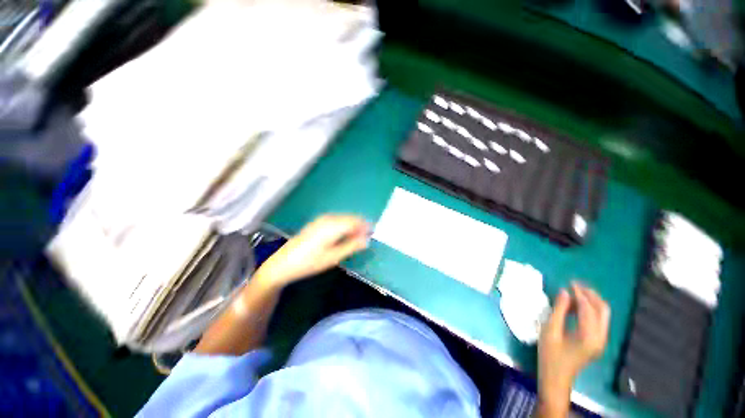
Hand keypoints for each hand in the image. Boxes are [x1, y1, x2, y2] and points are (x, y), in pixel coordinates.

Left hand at [256, 215, 369, 286]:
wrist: (283, 263)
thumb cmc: (309, 262)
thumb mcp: (333, 257)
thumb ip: (351, 246)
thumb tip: (367, 240)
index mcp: (333, 226)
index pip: (355, 221)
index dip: (365, 226)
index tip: (373, 233)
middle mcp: (328, 219)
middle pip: (349, 218)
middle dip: (359, 226)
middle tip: (365, 238)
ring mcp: (321, 219)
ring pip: (343, 218)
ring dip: (352, 226)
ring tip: (356, 238)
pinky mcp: (317, 223)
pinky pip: (336, 220)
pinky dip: (343, 226)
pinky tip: (343, 235)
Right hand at [538, 282, 609, 407]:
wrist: (556, 377)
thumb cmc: (550, 354)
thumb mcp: (551, 330)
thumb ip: (559, 310)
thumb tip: (564, 291)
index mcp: (589, 336)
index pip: (589, 309)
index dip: (579, 294)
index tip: (568, 282)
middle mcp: (601, 337)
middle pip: (603, 310)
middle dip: (590, 295)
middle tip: (574, 285)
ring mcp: (601, 341)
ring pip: (602, 314)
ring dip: (590, 301)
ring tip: (572, 293)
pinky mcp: (597, 342)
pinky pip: (598, 320)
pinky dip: (589, 310)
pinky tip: (575, 306)